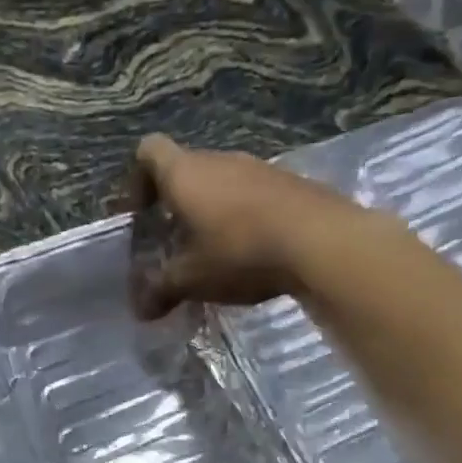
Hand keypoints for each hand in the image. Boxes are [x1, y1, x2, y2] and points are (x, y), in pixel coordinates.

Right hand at [127, 134, 388, 317]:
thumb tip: (141, 311)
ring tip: (211, 251)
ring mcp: (257, 167)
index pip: (149, 151)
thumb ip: (160, 291)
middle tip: (173, 242)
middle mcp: (219, 160)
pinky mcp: (289, 182)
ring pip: (219, 181)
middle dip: (174, 203)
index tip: (142, 214)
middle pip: (185, 168)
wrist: (323, 242)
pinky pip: (250, 193)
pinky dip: (241, 215)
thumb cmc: (240, 252)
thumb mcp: (191, 279)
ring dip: (209, 210)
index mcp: (185, 174)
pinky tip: (249, 250)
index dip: (138, 179)